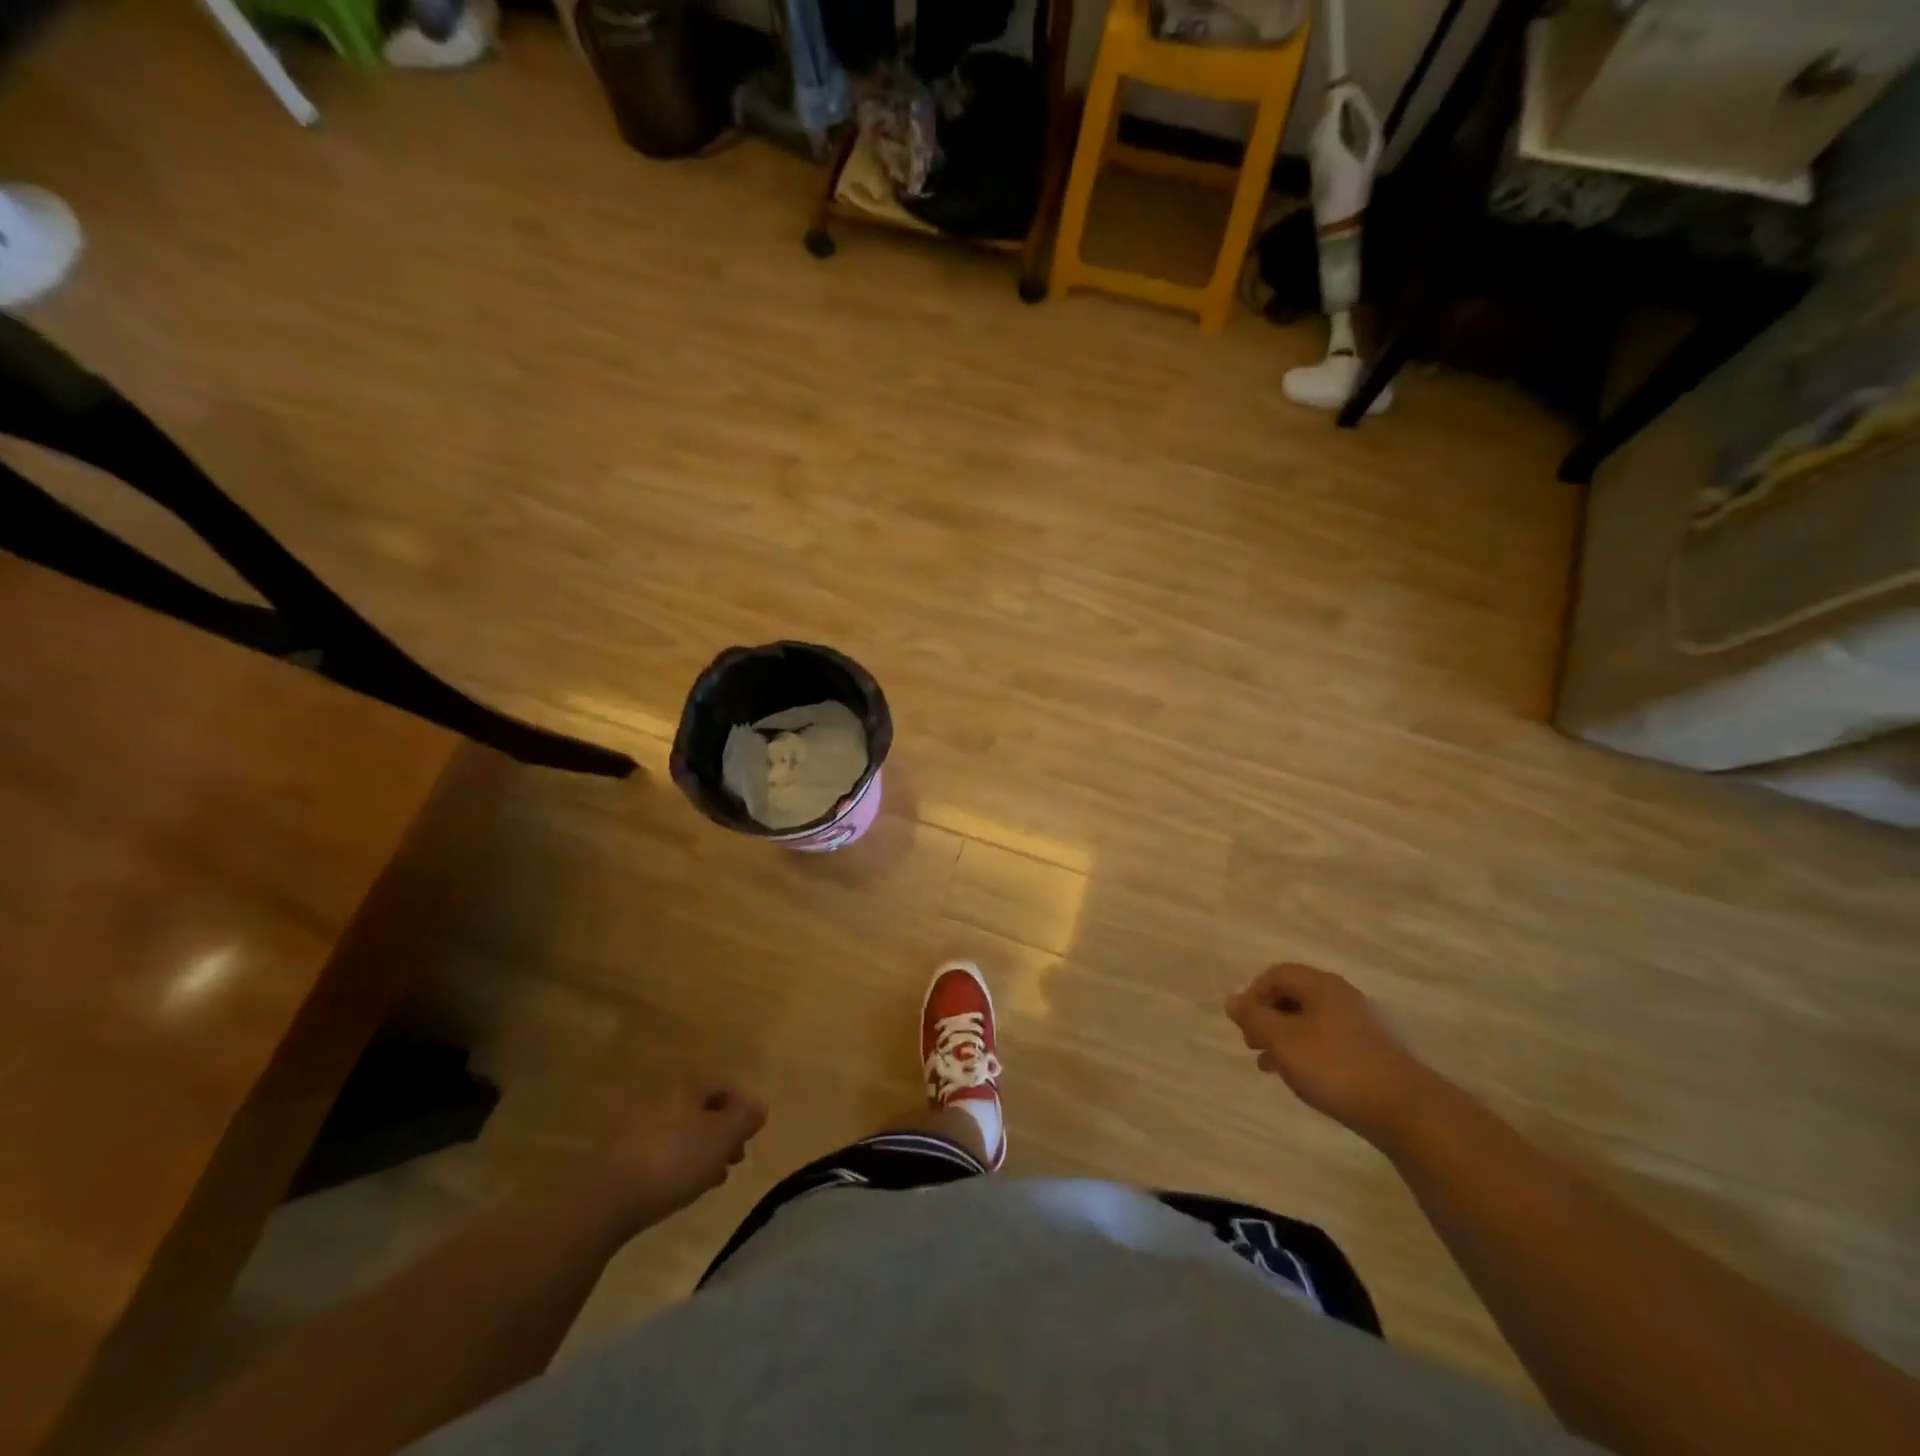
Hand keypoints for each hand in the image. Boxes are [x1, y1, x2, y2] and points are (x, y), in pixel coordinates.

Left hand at [588, 1081, 767, 1233]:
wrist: (608, 1199)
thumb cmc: (674, 1162)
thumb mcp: (722, 1138)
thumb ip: (745, 1118)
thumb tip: (759, 1105)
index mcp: (687, 1089)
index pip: (724, 1088)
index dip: (742, 1109)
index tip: (750, 1137)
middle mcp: (662, 1100)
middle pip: (702, 1110)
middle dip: (722, 1133)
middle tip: (734, 1160)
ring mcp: (638, 1127)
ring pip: (682, 1133)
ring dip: (701, 1151)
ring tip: (712, 1179)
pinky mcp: (621, 1155)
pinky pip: (661, 1151)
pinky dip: (677, 1163)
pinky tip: (681, 1187)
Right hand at [1225, 963, 1438, 1146]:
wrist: (1404, 1111)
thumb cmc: (1334, 1067)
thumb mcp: (1283, 1040)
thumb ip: (1254, 1018)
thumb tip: (1232, 1000)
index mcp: (1321, 986)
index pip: (1277, 974)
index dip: (1253, 994)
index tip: (1243, 1023)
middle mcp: (1341, 997)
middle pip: (1293, 996)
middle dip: (1266, 1017)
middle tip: (1251, 1043)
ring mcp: (1359, 1025)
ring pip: (1308, 1021)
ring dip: (1283, 1038)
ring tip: (1267, 1065)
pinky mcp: (1369, 1052)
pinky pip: (1325, 1041)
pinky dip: (1305, 1052)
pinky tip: (1299, 1076)